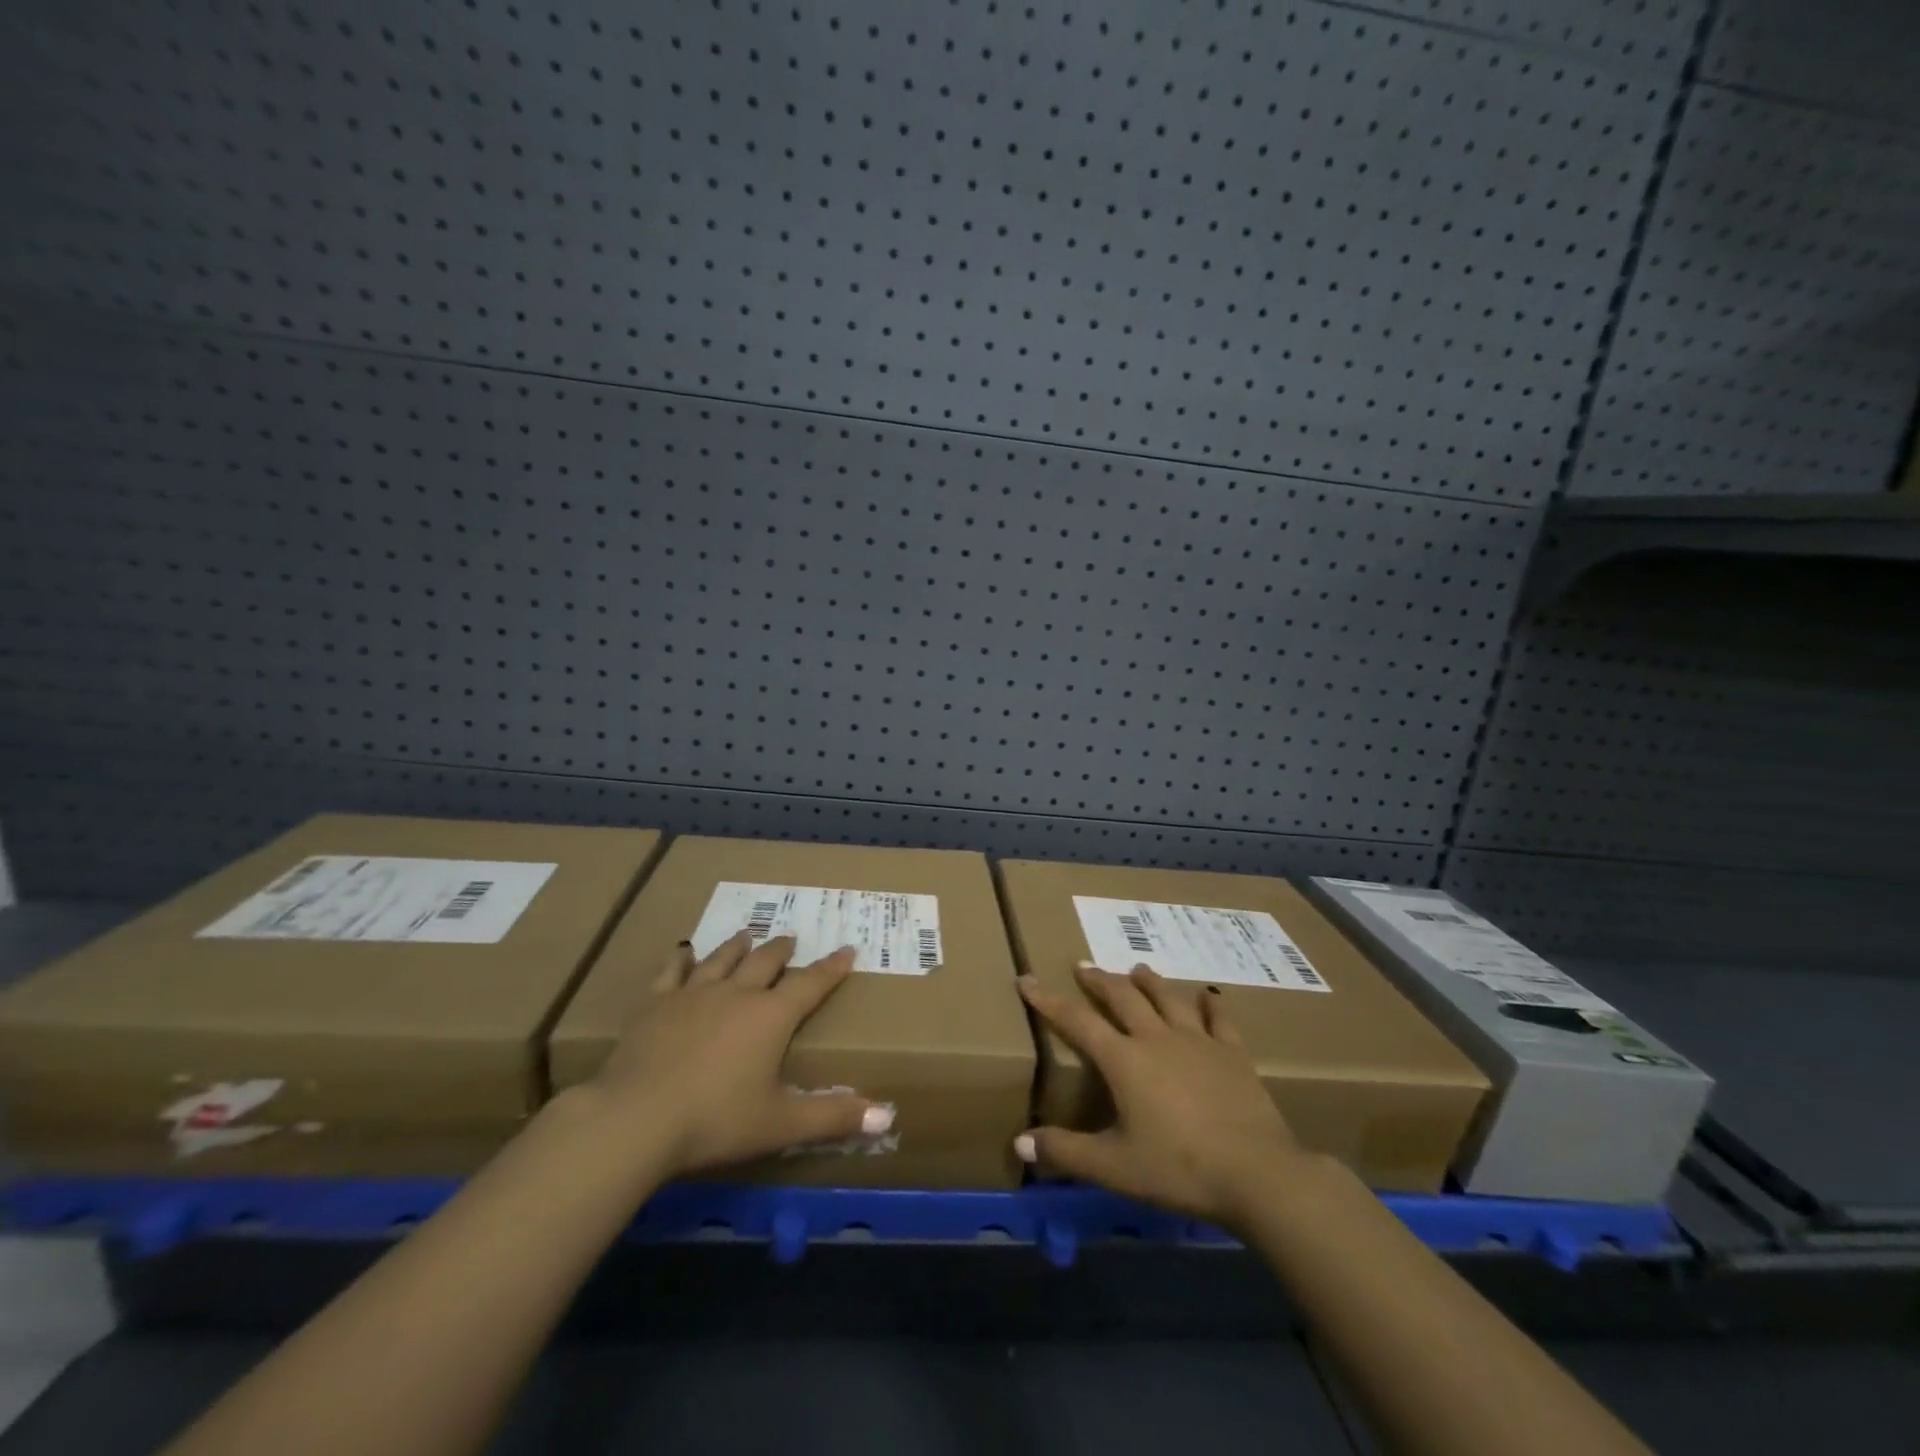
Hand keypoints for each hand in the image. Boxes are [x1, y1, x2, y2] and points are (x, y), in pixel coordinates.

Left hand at [582, 931, 891, 1178]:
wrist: (636, 1118)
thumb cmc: (716, 1120)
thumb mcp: (781, 1123)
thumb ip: (833, 1117)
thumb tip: (886, 1116)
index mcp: (771, 1017)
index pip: (811, 983)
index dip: (832, 967)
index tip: (848, 949)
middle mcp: (737, 993)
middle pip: (766, 961)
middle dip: (783, 949)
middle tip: (791, 938)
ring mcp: (693, 994)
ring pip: (722, 958)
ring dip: (739, 946)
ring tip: (748, 935)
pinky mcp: (655, 1003)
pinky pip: (672, 971)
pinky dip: (682, 958)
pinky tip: (684, 952)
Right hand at [1015, 962, 1312, 1230]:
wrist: (1257, 1174)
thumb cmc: (1179, 1169)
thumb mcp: (1114, 1168)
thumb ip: (1066, 1152)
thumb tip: (1020, 1141)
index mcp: (1124, 1060)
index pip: (1076, 1021)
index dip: (1047, 1000)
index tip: (1026, 979)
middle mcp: (1157, 1038)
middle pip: (1122, 997)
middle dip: (1099, 980)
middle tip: (1083, 966)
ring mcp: (1198, 1041)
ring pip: (1167, 998)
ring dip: (1148, 981)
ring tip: (1136, 968)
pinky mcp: (1233, 1053)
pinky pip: (1219, 1018)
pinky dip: (1210, 1003)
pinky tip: (1207, 995)